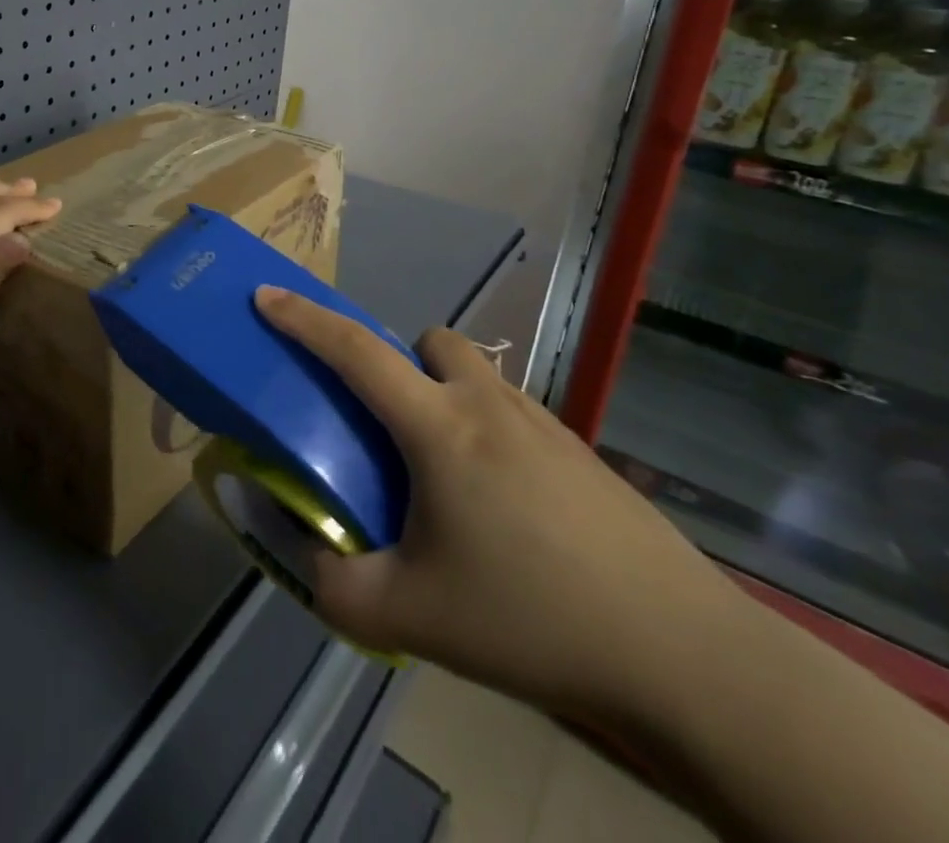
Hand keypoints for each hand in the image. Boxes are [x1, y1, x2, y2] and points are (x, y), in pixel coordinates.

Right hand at [254, 288, 748, 729]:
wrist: (682, 654)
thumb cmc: (532, 617)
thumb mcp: (411, 616)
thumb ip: (336, 586)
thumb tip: (305, 557)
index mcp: (439, 427)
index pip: (355, 351)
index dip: (304, 319)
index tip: (266, 295)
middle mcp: (489, 406)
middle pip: (430, 343)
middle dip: (399, 363)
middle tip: (390, 428)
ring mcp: (544, 425)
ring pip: (477, 375)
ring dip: (445, 396)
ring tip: (446, 477)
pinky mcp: (581, 454)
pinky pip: (513, 413)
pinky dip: (487, 431)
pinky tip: (504, 509)